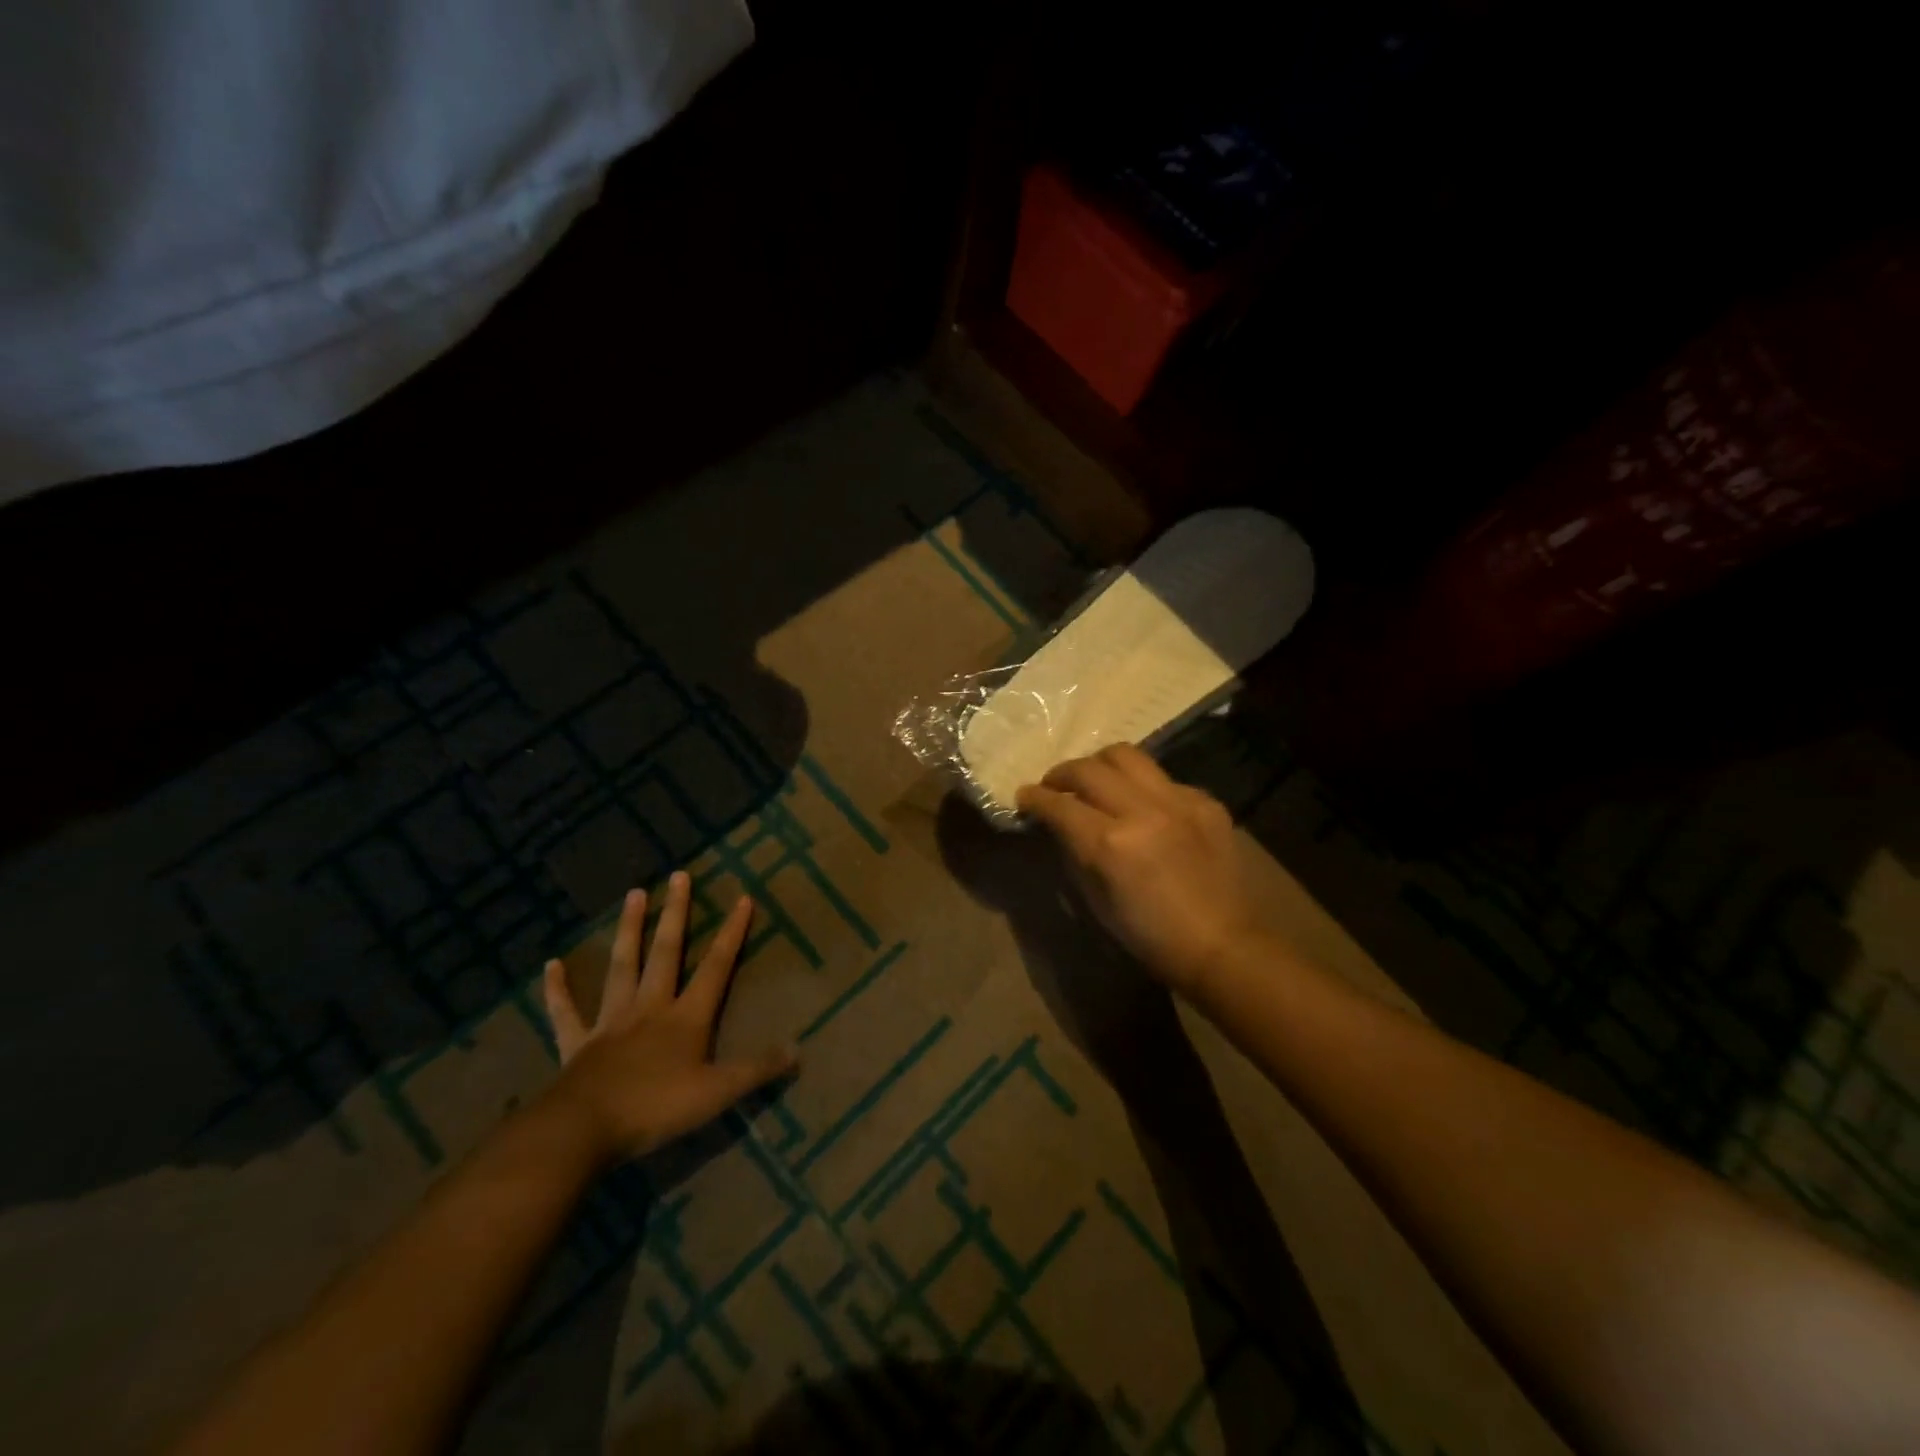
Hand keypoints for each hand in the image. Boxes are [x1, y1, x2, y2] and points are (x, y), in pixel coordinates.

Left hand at [541, 871, 797, 1163]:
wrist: (583, 1131)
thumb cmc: (655, 1109)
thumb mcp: (717, 1093)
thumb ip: (758, 1070)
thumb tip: (800, 1051)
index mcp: (686, 1018)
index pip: (716, 967)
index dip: (731, 933)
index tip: (742, 898)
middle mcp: (650, 1008)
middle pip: (666, 952)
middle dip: (676, 914)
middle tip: (679, 875)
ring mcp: (611, 1022)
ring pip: (622, 966)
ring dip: (629, 930)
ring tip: (634, 894)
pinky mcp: (577, 1043)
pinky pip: (566, 1011)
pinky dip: (558, 989)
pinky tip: (552, 965)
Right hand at [1017, 744, 1258, 995]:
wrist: (1223, 945)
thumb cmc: (1150, 936)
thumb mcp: (1096, 901)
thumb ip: (1074, 853)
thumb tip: (1059, 825)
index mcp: (1110, 844)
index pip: (1059, 804)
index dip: (1034, 798)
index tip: (1024, 797)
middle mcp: (1142, 810)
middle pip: (1088, 769)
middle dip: (1061, 774)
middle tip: (1054, 787)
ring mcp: (1177, 800)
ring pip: (1126, 755)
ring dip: (1099, 765)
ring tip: (1094, 781)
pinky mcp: (1205, 801)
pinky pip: (1163, 778)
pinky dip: (1142, 786)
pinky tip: (1143, 806)